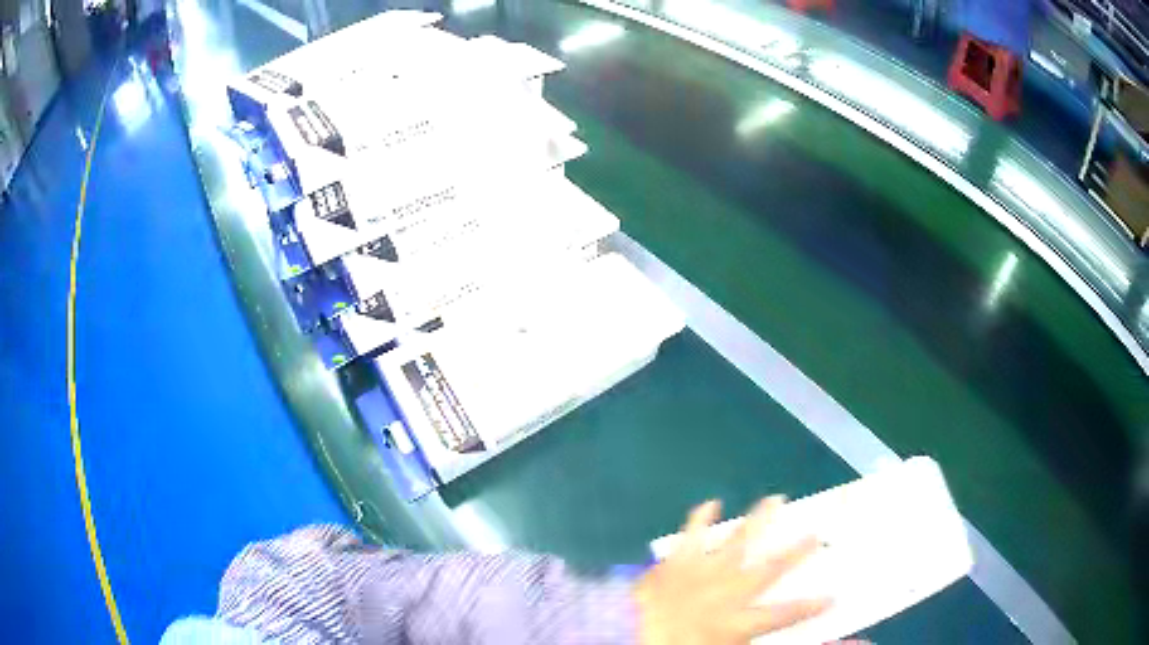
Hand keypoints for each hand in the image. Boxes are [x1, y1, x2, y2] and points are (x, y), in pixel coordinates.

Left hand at [634, 497, 827, 644]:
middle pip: (771, 568)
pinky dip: (701, 517)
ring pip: (739, 540)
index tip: (834, 596)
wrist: (626, 633)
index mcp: (740, 621)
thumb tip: (818, 640)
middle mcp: (730, 591)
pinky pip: (692, 534)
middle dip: (796, 551)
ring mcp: (703, 572)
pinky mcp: (676, 562)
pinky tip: (711, 502)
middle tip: (817, 532)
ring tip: (776, 498)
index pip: (786, 614)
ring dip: (758, 519)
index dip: (811, 606)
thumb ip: (755, 642)